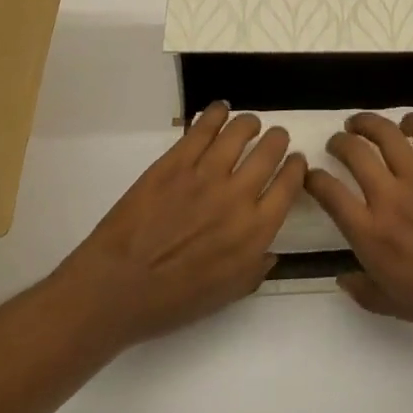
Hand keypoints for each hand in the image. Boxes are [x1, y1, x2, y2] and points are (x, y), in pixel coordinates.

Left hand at [57, 102, 304, 347]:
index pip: (289, 184)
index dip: (296, 167)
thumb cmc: (172, 301)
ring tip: (249, 124)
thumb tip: (270, 249)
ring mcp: (205, 174)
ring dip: (250, 123)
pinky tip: (220, 111)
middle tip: (274, 139)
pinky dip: (216, 114)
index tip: (294, 162)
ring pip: (240, 130)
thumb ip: (255, 268)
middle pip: (271, 150)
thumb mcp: (226, 295)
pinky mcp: (176, 161)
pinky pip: (204, 127)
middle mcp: (238, 196)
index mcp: (255, 231)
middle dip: (277, 139)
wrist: (116, 288)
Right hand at [304, 111, 412, 334]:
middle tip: (338, 143)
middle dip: (338, 142)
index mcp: (371, 235)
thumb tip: (342, 276)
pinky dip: (412, 121)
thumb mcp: (396, 307)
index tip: (312, 175)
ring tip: (359, 123)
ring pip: (384, 133)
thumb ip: (364, 291)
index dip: (314, 178)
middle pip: (353, 152)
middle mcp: (389, 197)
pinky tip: (406, 125)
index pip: (329, 194)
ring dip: (366, 122)